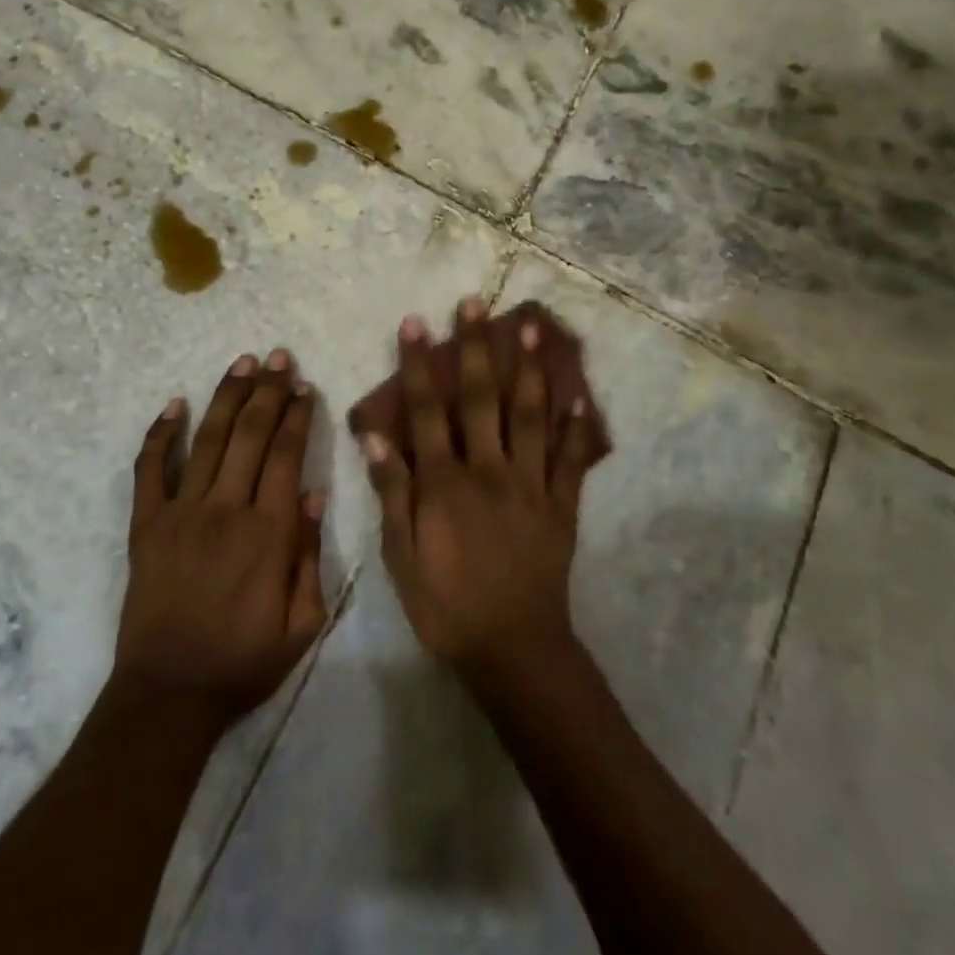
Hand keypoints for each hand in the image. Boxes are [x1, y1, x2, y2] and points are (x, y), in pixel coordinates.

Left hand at [115, 349, 327, 727]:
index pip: (286, 455)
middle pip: (250, 435)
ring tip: (242, 362)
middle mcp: (226, 510)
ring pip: (208, 440)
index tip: (304, 386)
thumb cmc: (243, 662)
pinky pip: (150, 470)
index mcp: (268, 533)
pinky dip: (160, 435)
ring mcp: (181, 513)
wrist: (170, 694)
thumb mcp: (302, 624)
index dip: (297, 416)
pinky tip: (173, 405)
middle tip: (278, 356)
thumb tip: (313, 493)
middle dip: (267, 391)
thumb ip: (310, 555)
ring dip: (226, 397)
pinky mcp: (146, 525)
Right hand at [364, 299, 600, 684]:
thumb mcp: (401, 557)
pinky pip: (570, 460)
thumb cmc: (447, 606)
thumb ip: (392, 493)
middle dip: (476, 348)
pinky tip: (579, 398)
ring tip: (535, 328)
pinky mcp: (560, 506)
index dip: (419, 365)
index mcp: (446, 483)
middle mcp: (489, 471)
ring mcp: (530, 485)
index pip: (428, 411)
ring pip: (530, 416)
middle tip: (475, 304)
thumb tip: (375, 436)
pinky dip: (575, 428)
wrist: (514, 650)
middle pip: (482, 399)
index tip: (415, 324)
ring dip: (530, 369)